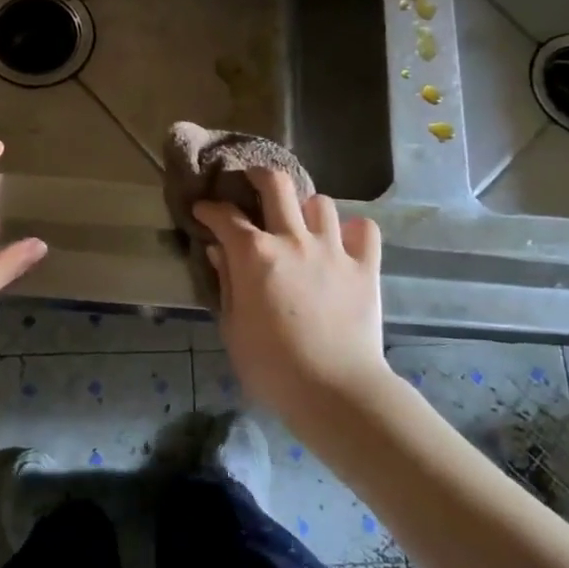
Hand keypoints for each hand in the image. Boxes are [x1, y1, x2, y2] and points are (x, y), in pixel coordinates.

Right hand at [192, 172, 386, 424]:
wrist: (334, 391)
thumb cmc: (271, 366)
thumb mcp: (233, 327)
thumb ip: (227, 283)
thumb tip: (220, 252)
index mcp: (255, 254)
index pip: (225, 216)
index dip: (210, 209)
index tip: (203, 212)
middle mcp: (293, 239)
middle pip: (276, 185)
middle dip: (259, 176)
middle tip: (252, 183)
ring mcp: (333, 249)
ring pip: (321, 203)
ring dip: (306, 209)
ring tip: (301, 224)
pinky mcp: (365, 267)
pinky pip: (364, 230)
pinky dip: (353, 231)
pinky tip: (344, 242)